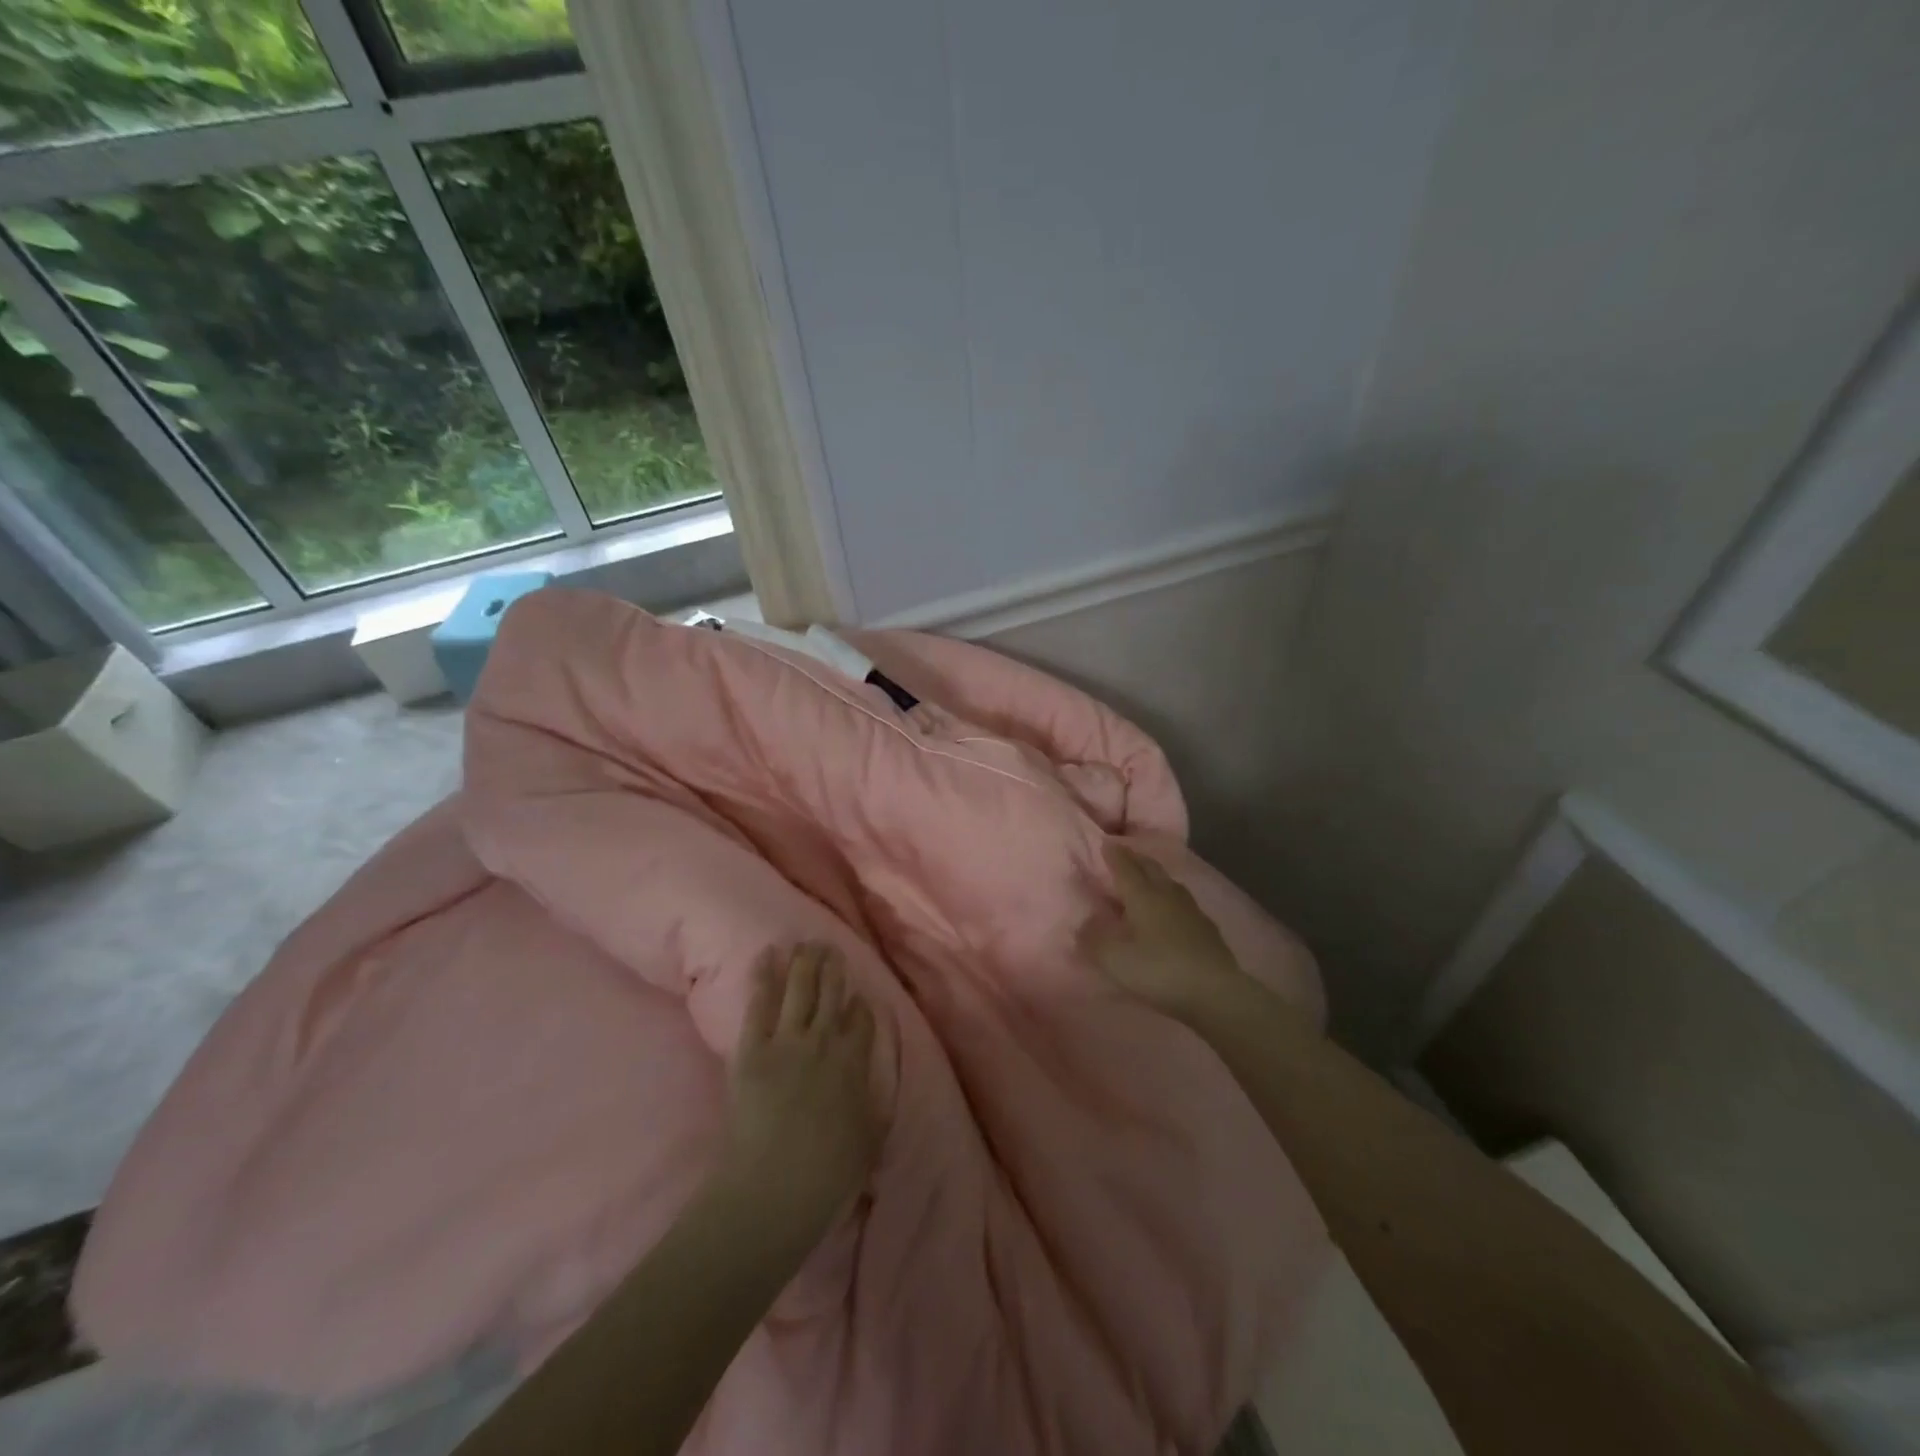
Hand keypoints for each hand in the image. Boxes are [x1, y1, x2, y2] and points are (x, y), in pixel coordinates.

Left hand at [718, 942, 882, 1245]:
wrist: (774, 1188)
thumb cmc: (829, 1172)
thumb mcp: (873, 1135)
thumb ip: (881, 1095)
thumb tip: (885, 1066)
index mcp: (855, 1061)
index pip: (862, 1018)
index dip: (860, 1004)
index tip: (857, 996)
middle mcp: (824, 1040)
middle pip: (832, 993)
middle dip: (833, 967)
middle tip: (831, 946)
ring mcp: (787, 1040)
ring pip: (800, 988)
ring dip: (804, 961)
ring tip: (806, 941)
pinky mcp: (753, 1047)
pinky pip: (760, 1002)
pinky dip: (764, 975)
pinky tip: (768, 954)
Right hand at [1081, 843, 1248, 1021]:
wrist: (1215, 991)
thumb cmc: (1159, 970)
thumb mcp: (1115, 960)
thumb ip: (1094, 940)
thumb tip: (1083, 924)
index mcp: (1143, 896)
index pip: (1125, 868)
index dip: (1114, 855)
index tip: (1106, 842)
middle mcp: (1167, 895)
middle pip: (1150, 868)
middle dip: (1135, 858)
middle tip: (1124, 853)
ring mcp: (1191, 910)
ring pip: (1169, 882)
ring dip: (1155, 875)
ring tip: (1146, 876)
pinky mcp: (1206, 928)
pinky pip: (1183, 901)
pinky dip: (1170, 897)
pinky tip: (1171, 908)